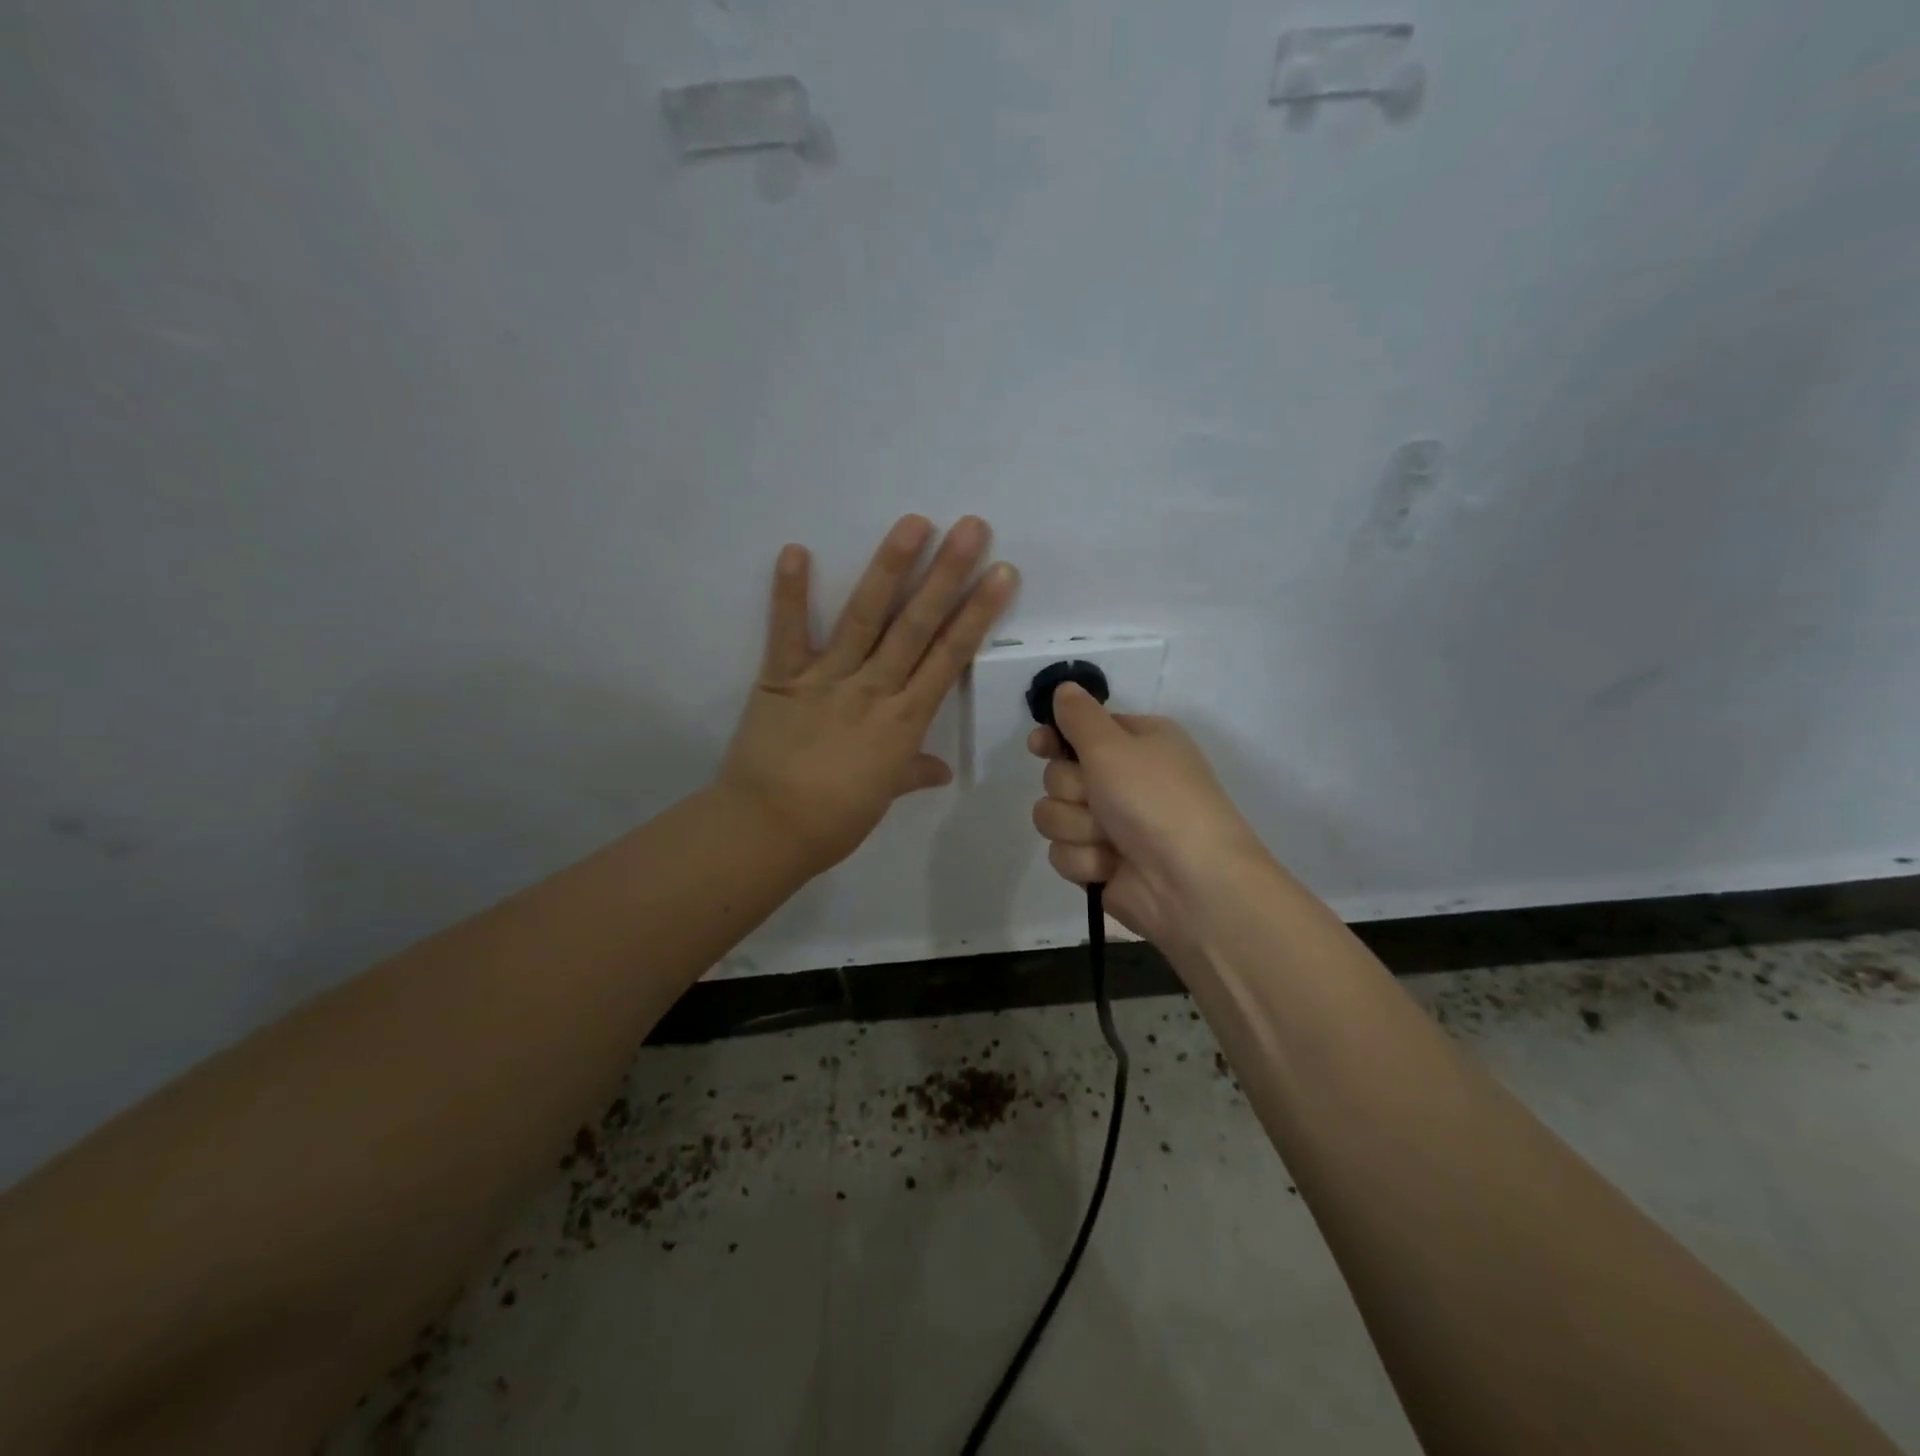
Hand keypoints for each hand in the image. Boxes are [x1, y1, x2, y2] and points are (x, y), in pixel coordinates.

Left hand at [721, 515, 1017, 873]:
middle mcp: (873, 689)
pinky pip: (787, 632)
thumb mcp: (883, 797)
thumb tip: (941, 770)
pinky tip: (796, 549)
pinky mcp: (783, 677)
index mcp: (904, 721)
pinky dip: (789, 593)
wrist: (768, 831)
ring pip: (865, 617)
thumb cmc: (834, 820)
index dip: (978, 614)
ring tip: (914, 523)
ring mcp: (827, 678)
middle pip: (917, 626)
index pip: (950, 658)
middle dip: (948, 575)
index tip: (1001, 574)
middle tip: (971, 528)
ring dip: (890, 568)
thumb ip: (912, 773)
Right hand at [1028, 684, 1267, 943]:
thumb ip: (1079, 717)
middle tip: (1099, 798)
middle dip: (1072, 790)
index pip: (1080, 731)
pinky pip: (1062, 852)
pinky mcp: (1099, 863)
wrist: (1190, 883)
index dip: (1056, 739)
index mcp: (1137, 743)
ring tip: (1109, 839)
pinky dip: (1084, 859)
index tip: (1039, 745)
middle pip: (1058, 775)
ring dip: (1077, 827)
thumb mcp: (1114, 746)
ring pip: (1054, 815)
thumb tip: (1063, 689)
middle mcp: (1123, 780)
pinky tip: (1110, 866)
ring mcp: (1110, 825)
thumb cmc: (1156, 800)